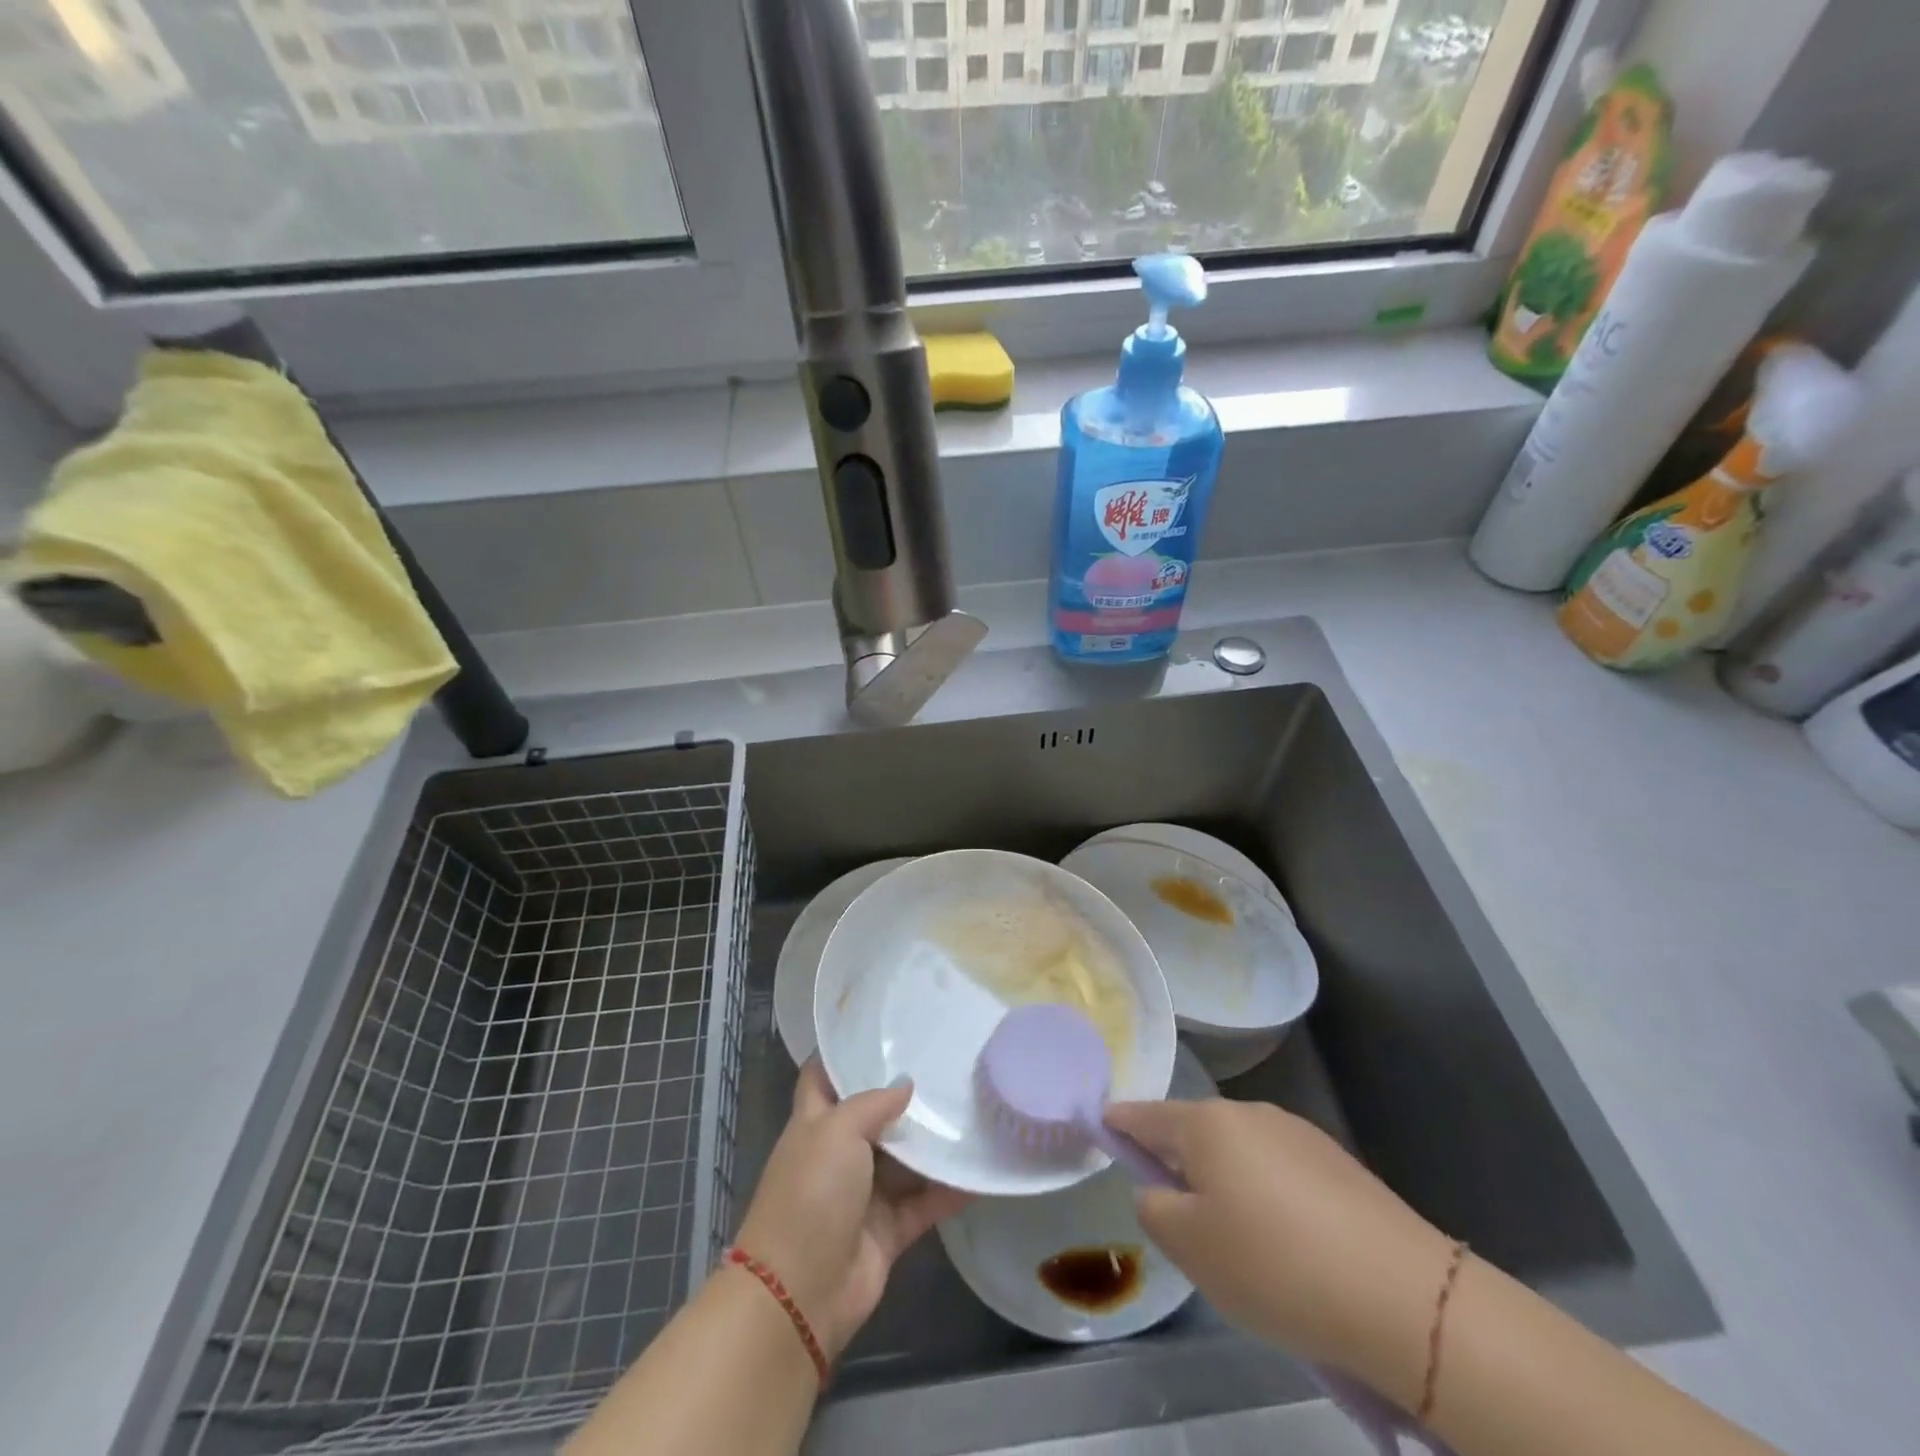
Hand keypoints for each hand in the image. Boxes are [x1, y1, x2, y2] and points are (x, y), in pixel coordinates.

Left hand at [735, 1059, 970, 1360]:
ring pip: (904, 1159)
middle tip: (946, 1062)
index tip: (880, 1029)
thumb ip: (873, 1103)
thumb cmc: (810, 1194)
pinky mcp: (888, 1231)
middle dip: (904, 1095)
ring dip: (932, 1142)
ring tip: (972, 1107)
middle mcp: (838, 1154)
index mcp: (814, 1124)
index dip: (844, 1053)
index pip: (823, 1076)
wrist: (800, 1294)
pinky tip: (980, 1171)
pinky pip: (924, 1203)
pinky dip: (950, 1190)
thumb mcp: (836, 1131)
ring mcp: (863, 1194)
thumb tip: (905, 1084)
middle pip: (873, 1116)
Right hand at [1105, 1098, 1456, 1405]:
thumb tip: (1157, 1188)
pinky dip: (1267, 1196)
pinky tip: (1288, 1245)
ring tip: (1241, 1245)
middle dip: (1178, 1164)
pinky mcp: (1336, 1161)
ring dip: (1225, 1183)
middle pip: (1194, 1132)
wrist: (1401, 1295)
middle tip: (1180, 1221)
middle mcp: (1248, 1112)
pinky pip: (1278, 1170)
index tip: (1100, 1130)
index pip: (1144, 1114)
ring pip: (1238, 1152)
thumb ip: (1154, 1208)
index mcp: (1206, 1124)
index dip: (1118, 1123)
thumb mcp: (1191, 1248)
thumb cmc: (1275, 1265)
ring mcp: (1296, 1132)